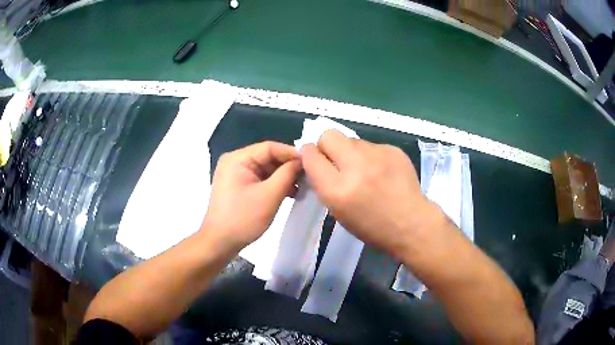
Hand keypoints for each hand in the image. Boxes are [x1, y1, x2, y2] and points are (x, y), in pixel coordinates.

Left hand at [203, 141, 300, 251]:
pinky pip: (260, 179)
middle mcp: (235, 161)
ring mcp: (235, 174)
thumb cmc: (243, 218)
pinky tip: (289, 193)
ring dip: (283, 177)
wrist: (220, 242)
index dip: (291, 153)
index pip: (269, 147)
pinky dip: (274, 184)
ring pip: (265, 169)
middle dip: (288, 167)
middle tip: (309, 176)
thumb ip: (287, 174)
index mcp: (238, 159)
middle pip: (267, 157)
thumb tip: (301, 161)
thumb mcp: (269, 195)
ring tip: (302, 187)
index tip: (311, 163)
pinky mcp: (238, 186)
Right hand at [301, 130, 443, 256]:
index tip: (315, 160)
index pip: (310, 155)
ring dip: (352, 152)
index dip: (309, 155)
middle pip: (329, 135)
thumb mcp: (338, 212)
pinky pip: (372, 145)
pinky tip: (382, 171)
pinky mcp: (393, 149)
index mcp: (337, 189)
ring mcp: (377, 154)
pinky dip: (372, 156)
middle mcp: (355, 166)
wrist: (411, 224)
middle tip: (338, 161)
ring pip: (352, 140)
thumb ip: (325, 184)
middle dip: (327, 145)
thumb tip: (319, 162)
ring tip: (365, 170)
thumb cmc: (372, 227)